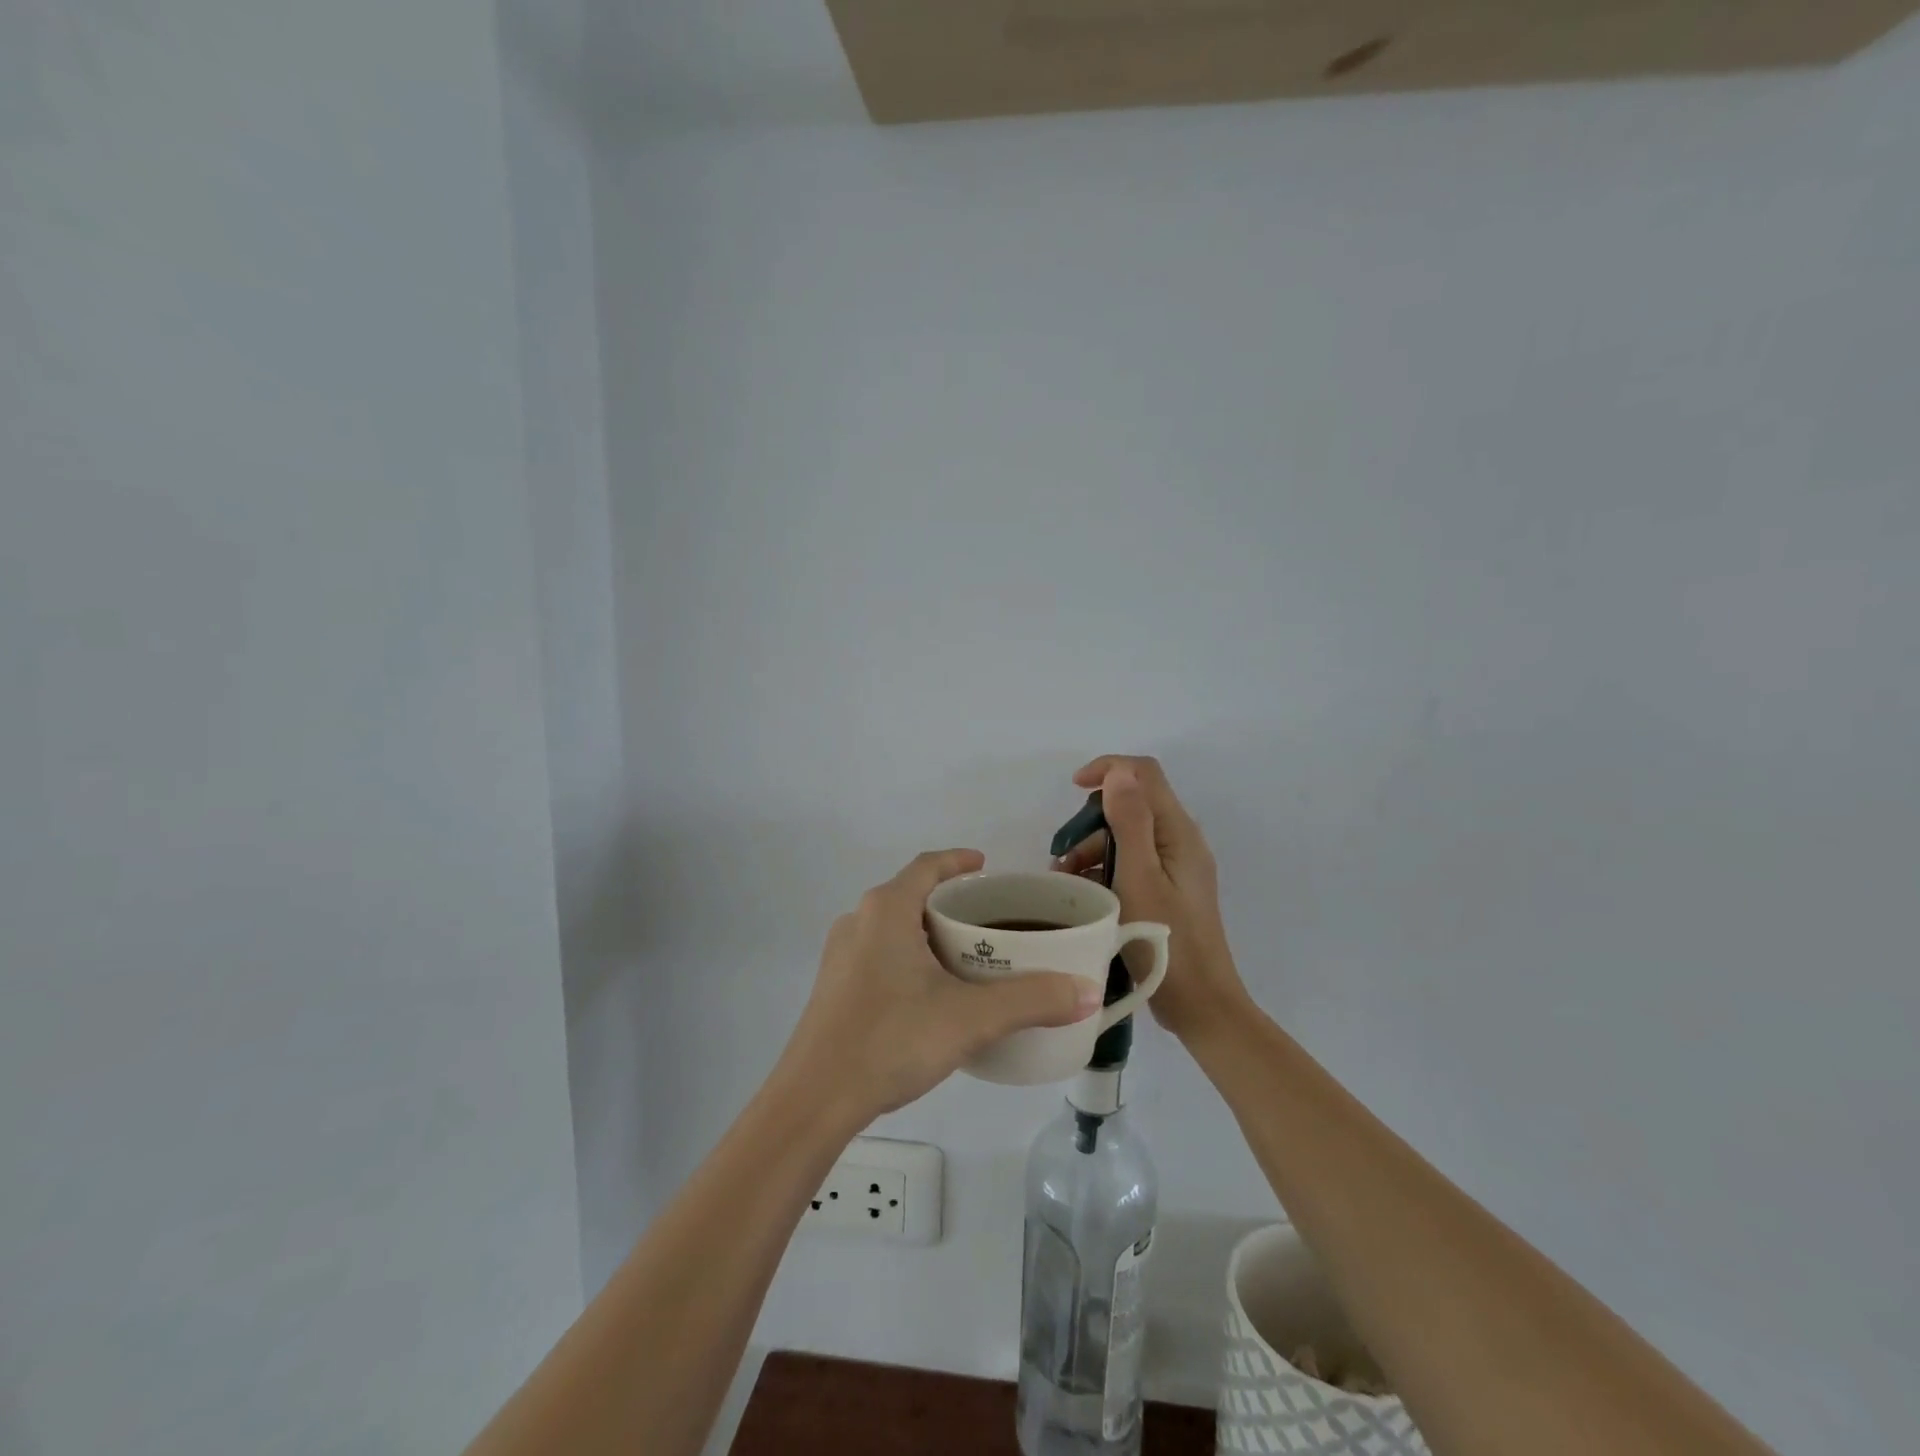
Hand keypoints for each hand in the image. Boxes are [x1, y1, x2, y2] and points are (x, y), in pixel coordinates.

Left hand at [779, 848, 1103, 1124]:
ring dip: (929, 930)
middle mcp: (859, 920)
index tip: (987, 865)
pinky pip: (880, 952)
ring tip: (967, 955)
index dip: (958, 861)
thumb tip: (1088, 992)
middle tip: (990, 919)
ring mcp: (841, 954)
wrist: (814, 1099)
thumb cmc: (891, 1039)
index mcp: (887, 909)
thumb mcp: (970, 1018)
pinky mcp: (835, 985)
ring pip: (894, 926)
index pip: (928, 865)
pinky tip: (930, 992)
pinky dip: (910, 955)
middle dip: (950, 901)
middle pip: (911, 894)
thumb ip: (1032, 1001)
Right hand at [1053, 756, 1249, 1042]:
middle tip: (1063, 856)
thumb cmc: (1166, 939)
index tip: (1072, 787)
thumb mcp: (1139, 876)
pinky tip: (1084, 894)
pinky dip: (1105, 869)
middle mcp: (1181, 842)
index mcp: (1179, 832)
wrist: (1201, 1005)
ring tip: (1065, 881)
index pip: (1144, 773)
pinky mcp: (1169, 890)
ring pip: (1128, 836)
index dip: (1108, 768)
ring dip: (1093, 849)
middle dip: (1092, 820)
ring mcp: (1177, 867)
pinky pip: (1132, 862)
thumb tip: (1119, 772)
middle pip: (1132, 804)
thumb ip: (1130, 821)